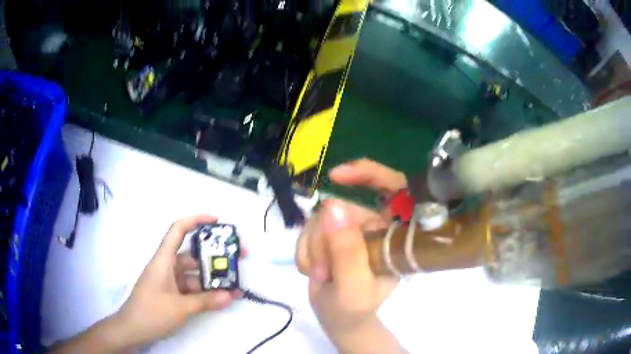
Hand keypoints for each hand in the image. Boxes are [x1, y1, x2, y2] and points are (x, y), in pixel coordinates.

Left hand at [115, 215, 241, 347]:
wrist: (133, 330)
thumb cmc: (152, 312)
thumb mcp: (180, 308)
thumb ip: (206, 301)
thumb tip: (231, 295)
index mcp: (163, 260)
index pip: (178, 230)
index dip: (196, 220)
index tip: (217, 221)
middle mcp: (167, 266)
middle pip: (192, 255)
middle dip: (214, 257)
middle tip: (238, 259)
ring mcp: (170, 281)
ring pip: (194, 275)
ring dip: (212, 280)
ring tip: (235, 286)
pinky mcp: (172, 294)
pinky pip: (191, 288)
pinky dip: (205, 293)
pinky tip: (221, 298)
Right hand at [296, 159, 406, 352]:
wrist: (338, 320)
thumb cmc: (354, 310)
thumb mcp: (353, 288)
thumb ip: (346, 252)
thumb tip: (332, 206)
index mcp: (394, 235)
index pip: (395, 188)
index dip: (370, 173)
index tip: (337, 176)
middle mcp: (374, 226)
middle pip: (343, 208)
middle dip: (325, 239)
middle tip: (324, 271)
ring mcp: (351, 229)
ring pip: (320, 218)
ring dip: (313, 248)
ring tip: (320, 275)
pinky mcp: (330, 235)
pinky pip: (308, 228)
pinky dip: (304, 250)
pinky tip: (312, 269)